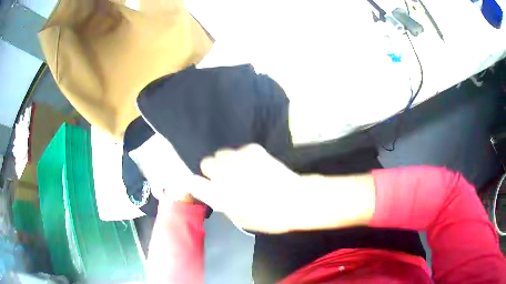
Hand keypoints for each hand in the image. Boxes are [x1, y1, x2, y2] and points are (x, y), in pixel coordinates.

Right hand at [190, 144, 307, 233]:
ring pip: (220, 153)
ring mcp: (240, 159)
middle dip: (212, 172)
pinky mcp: (253, 149)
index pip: (194, 183)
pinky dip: (241, 158)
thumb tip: (215, 195)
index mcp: (221, 195)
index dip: (197, 185)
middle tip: (225, 180)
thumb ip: (223, 205)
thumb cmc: (269, 217)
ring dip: (226, 163)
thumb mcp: (241, 220)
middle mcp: (227, 174)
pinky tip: (253, 166)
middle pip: (205, 163)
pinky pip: (238, 150)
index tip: (203, 187)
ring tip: (239, 171)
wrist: (297, 199)